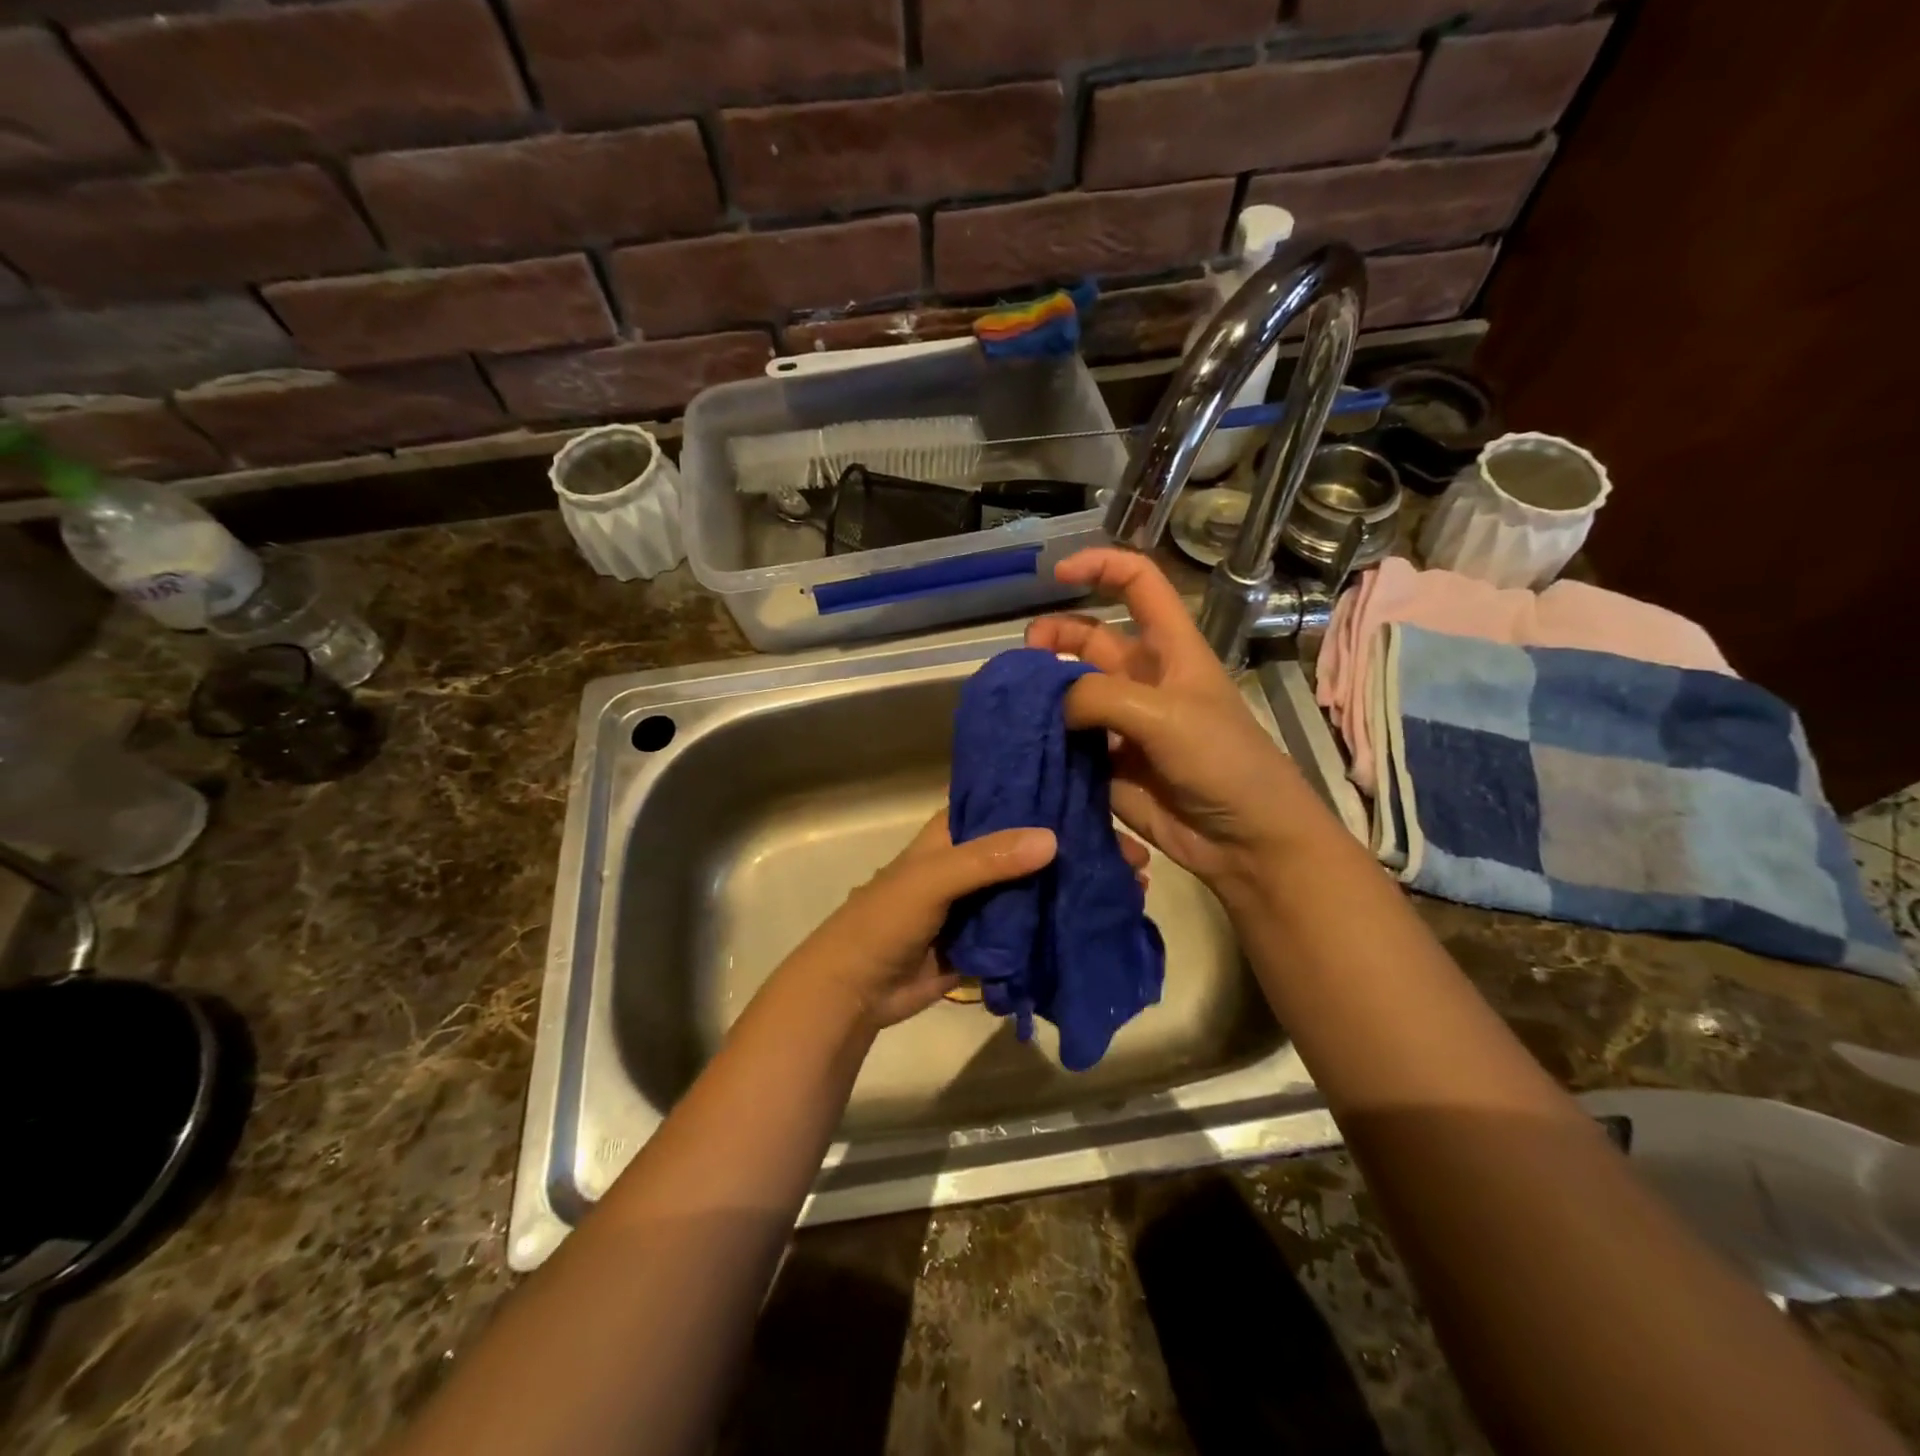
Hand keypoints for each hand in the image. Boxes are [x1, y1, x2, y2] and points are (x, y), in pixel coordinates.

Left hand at [787, 810, 1151, 1029]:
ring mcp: (986, 902)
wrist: (857, 990)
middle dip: (1080, 848)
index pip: (1011, 801)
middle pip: (1035, 846)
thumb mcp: (931, 880)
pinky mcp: (992, 940)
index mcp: (957, 833)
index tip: (1103, 796)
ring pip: (1039, 887)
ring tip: (1131, 887)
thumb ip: (987, 859)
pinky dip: (1062, 924)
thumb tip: (1053, 838)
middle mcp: (976, 860)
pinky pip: (1033, 928)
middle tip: (1133, 855)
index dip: (1053, 798)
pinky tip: (1101, 921)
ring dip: (1077, 886)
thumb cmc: (885, 920)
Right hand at [1026, 548, 1302, 888]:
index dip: (1100, 567)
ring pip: (1072, 694)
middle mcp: (1143, 679)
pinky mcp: (1108, 764)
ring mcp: (1123, 723)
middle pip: (1090, 639)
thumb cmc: (1223, 762)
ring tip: (1015, 704)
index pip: (1138, 584)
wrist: (1245, 839)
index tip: (1057, 574)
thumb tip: (1054, 703)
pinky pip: (1069, 743)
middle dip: (1055, 637)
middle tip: (1026, 656)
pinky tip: (1023, 743)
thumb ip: (1103, 696)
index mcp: (1170, 649)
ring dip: (1044, 693)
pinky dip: (1046, 739)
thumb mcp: (1167, 715)